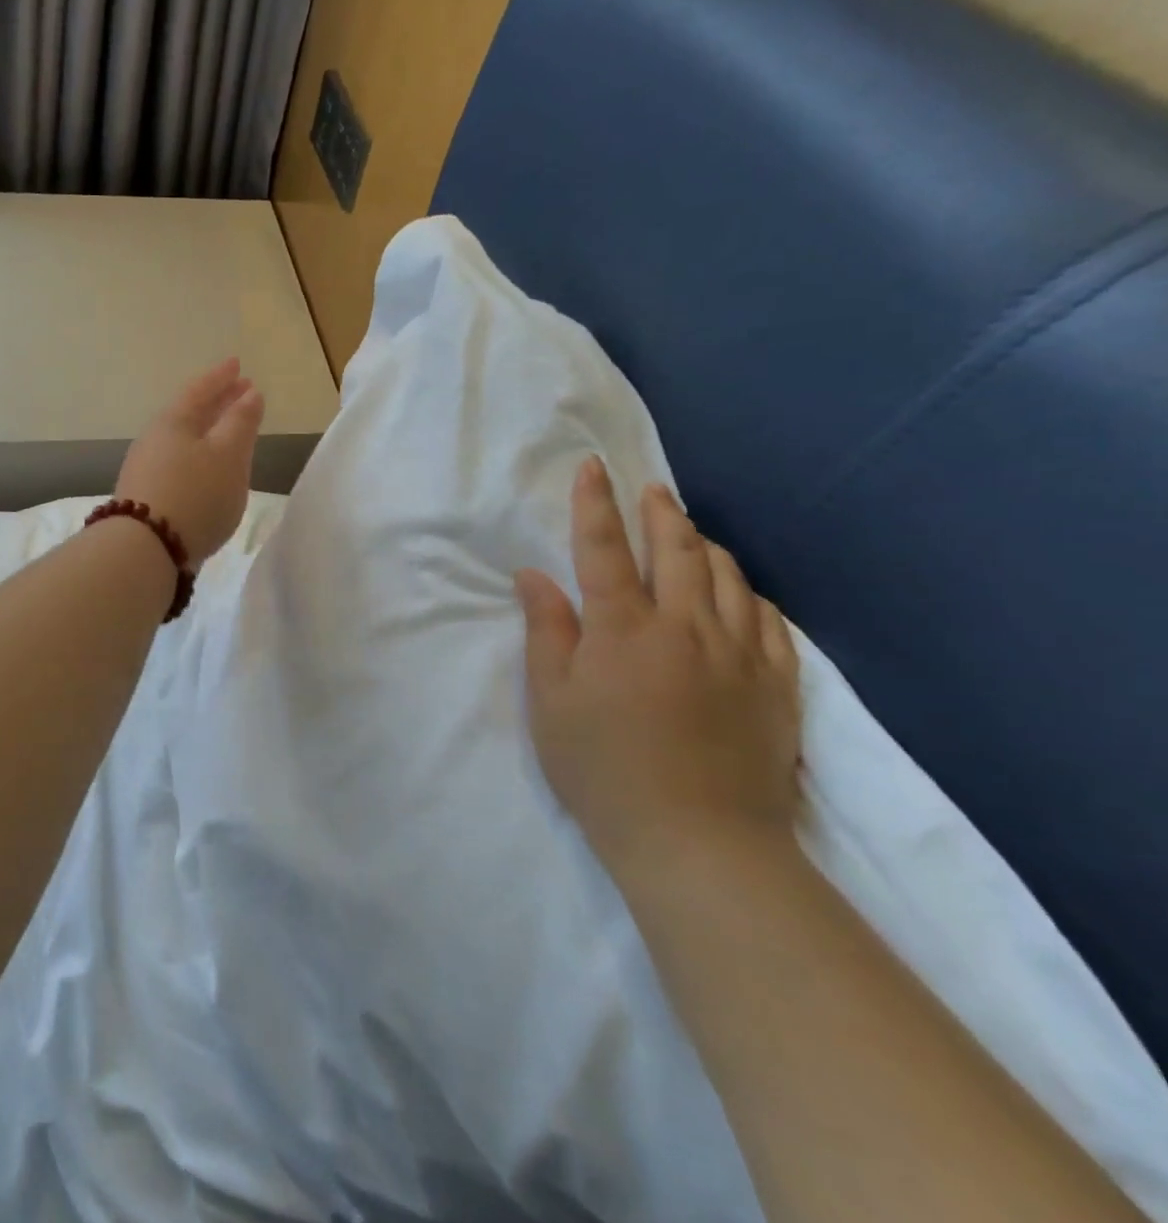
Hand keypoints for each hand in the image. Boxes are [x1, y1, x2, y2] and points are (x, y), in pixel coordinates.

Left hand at [114, 357, 264, 563]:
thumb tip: (250, 394)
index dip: (222, 377)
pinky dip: (197, 457)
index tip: (238, 364)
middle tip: (240, 391)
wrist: (145, 550)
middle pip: (189, 413)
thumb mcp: (228, 456)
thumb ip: (241, 423)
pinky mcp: (146, 498)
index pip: (201, 389)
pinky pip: (177, 464)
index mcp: (174, 422)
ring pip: (183, 440)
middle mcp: (155, 440)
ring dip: (207, 431)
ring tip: (228, 432)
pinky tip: (206, 471)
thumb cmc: (195, 494)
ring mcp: (146, 469)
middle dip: (217, 402)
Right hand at [514, 456, 801, 882]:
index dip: (595, 504)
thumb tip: (533, 577)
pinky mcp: (776, 686)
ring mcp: (738, 654)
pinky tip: (743, 592)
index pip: (603, 548)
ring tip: (691, 530)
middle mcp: (684, 626)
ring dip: (705, 545)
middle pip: (676, 550)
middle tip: (651, 489)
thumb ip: (546, 631)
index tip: (594, 467)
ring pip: (728, 578)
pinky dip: (751, 594)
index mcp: (622, 628)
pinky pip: (769, 622)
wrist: (698, 842)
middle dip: (659, 513)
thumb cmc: (603, 769)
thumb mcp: (551, 701)